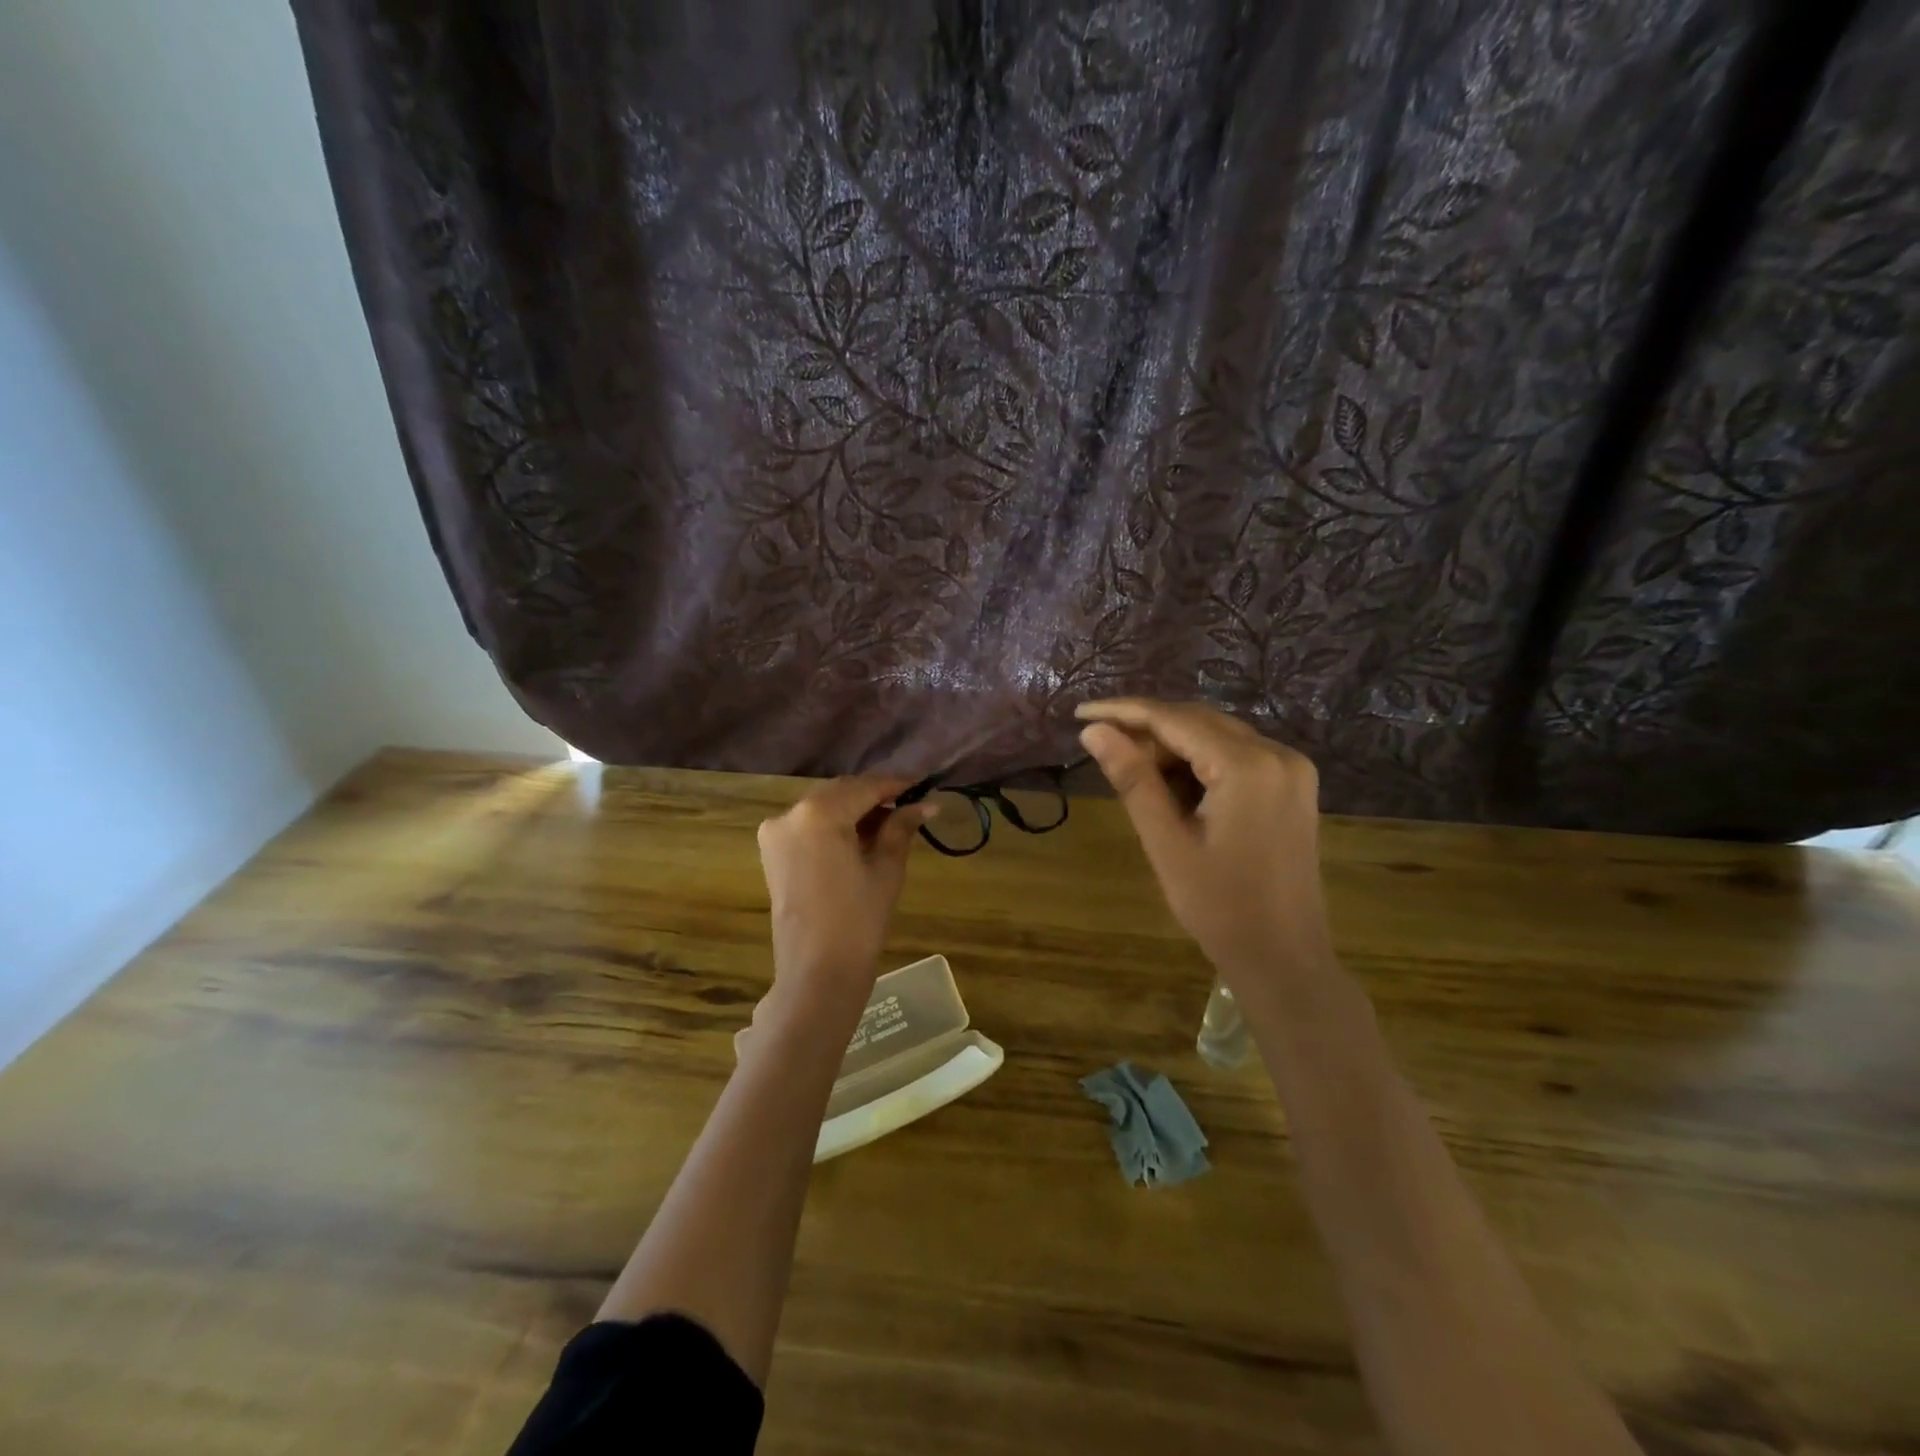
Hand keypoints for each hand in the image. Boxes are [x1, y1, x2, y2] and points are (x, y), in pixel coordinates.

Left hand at [756, 776, 934, 1011]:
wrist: (817, 973)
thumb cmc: (859, 920)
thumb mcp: (886, 868)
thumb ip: (901, 828)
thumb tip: (926, 803)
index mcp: (819, 813)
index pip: (865, 786)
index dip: (897, 784)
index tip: (924, 785)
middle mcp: (789, 814)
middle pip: (841, 792)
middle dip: (875, 796)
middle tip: (911, 805)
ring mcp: (775, 833)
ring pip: (824, 807)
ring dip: (855, 810)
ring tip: (892, 823)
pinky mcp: (773, 853)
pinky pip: (809, 826)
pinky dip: (835, 825)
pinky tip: (862, 837)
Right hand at [1076, 698, 1334, 995]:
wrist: (1284, 958)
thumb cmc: (1219, 907)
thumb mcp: (1166, 842)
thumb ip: (1132, 779)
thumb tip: (1094, 731)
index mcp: (1247, 766)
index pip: (1174, 719)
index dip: (1123, 711)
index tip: (1080, 712)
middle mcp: (1277, 754)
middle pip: (1198, 721)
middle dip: (1147, 729)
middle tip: (1102, 748)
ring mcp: (1292, 769)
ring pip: (1217, 736)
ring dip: (1173, 747)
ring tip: (1134, 773)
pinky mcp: (1292, 785)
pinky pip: (1237, 755)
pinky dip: (1200, 762)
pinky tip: (1173, 787)